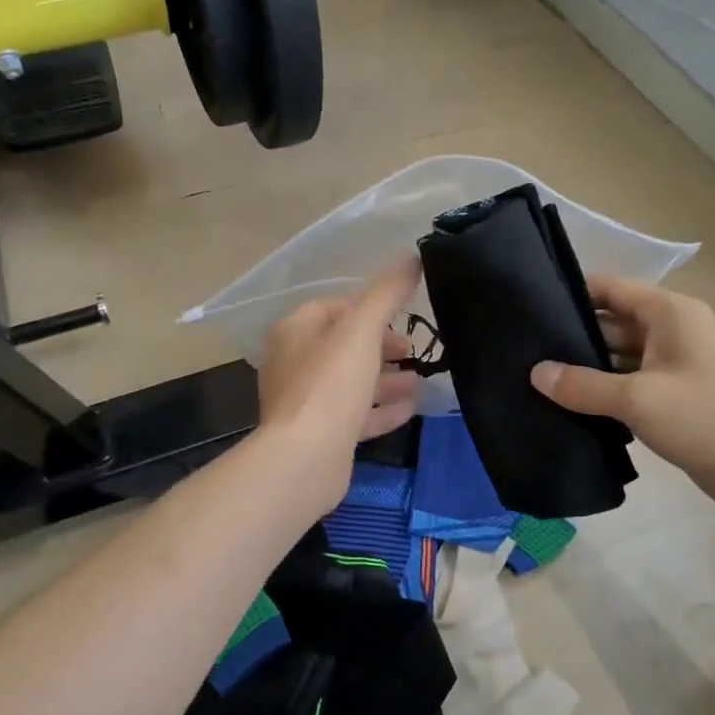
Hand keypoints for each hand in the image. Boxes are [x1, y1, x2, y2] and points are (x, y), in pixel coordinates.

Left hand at [255, 256, 422, 518]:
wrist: (305, 458)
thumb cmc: (330, 383)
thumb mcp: (362, 329)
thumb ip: (387, 292)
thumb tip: (411, 256)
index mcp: (295, 331)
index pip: (335, 306)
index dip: (370, 306)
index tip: (404, 313)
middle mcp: (294, 362)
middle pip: (343, 345)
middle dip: (381, 344)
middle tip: (413, 349)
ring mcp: (306, 401)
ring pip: (350, 381)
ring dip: (385, 378)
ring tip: (420, 379)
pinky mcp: (320, 434)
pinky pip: (355, 414)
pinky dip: (381, 408)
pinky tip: (411, 407)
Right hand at [530, 276, 714, 519]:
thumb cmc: (709, 419)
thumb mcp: (639, 399)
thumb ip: (583, 385)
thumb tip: (536, 373)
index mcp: (668, 313)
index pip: (608, 288)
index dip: (569, 294)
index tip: (527, 311)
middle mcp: (670, 332)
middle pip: (609, 323)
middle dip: (570, 337)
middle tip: (521, 352)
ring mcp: (673, 366)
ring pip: (617, 358)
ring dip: (583, 370)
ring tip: (534, 380)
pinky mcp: (673, 398)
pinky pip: (628, 386)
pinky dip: (602, 393)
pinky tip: (566, 408)